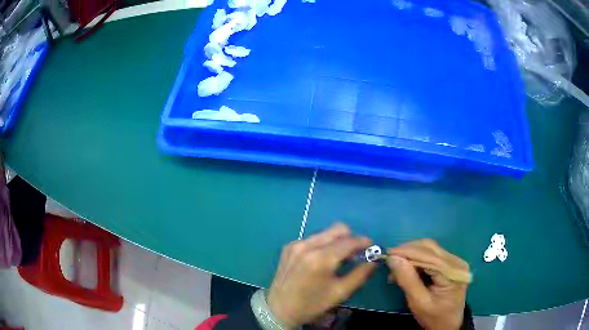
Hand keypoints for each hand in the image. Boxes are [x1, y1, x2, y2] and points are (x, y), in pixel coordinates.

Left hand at [266, 223, 375, 328]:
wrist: (279, 308)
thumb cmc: (312, 304)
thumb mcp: (340, 293)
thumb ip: (360, 274)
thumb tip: (373, 261)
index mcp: (321, 259)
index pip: (349, 241)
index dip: (364, 242)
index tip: (372, 247)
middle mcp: (307, 245)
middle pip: (338, 229)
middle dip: (351, 238)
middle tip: (356, 253)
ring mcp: (296, 244)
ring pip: (325, 233)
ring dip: (337, 241)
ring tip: (339, 258)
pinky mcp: (289, 246)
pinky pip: (313, 239)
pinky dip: (323, 245)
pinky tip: (321, 260)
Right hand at [387, 239, 469, 329]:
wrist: (448, 324)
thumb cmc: (433, 317)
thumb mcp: (418, 302)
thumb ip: (407, 280)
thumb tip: (393, 259)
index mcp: (452, 273)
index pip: (427, 256)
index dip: (406, 252)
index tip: (387, 254)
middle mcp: (456, 262)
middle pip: (429, 248)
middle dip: (408, 252)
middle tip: (390, 262)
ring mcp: (455, 261)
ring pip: (430, 249)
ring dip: (411, 254)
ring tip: (397, 267)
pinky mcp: (451, 263)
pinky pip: (432, 255)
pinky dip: (418, 259)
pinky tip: (408, 268)